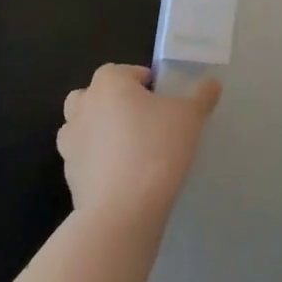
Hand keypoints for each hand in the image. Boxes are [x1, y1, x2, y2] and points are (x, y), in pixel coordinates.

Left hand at [59, 64, 220, 222]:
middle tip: (141, 118)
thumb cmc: (156, 149)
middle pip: (94, 94)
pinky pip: (82, 158)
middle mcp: (83, 106)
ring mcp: (70, 141)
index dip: (144, 81)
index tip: (162, 98)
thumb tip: (212, 82)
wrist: (123, 210)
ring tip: (128, 146)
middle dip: (113, 102)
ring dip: (98, 129)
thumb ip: (202, 95)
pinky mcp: (68, 174)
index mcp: (109, 83)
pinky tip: (121, 174)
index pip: (124, 71)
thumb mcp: (190, 117)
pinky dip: (95, 160)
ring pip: (80, 125)